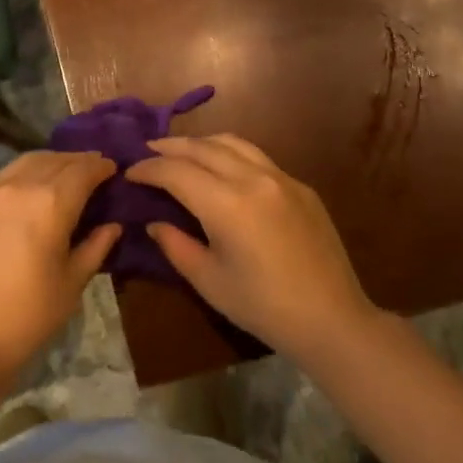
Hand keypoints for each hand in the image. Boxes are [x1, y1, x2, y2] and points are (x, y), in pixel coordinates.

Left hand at [0, 151, 119, 379]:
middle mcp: (20, 186)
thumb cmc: (27, 315)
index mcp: (50, 202)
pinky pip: (4, 177)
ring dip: (50, 162)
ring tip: (64, 173)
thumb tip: (112, 226)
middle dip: (78, 161)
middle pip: (55, 160)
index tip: (113, 168)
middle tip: (94, 169)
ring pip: (26, 162)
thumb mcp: (71, 283)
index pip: (83, 170)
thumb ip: (95, 247)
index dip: (101, 166)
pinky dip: (25, 174)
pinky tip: (31, 190)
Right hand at [126, 135, 375, 363]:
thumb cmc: (264, 308)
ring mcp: (280, 177)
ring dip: (200, 143)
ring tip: (181, 151)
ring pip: (231, 142)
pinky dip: (230, 153)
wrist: (332, 319)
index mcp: (227, 204)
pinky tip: (222, 167)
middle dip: (169, 146)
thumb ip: (176, 245)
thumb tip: (154, 222)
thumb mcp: (209, 282)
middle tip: (146, 151)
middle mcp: (253, 178)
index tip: (129, 173)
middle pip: (202, 147)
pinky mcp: (299, 185)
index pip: (176, 171)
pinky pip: (256, 156)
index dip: (148, 169)